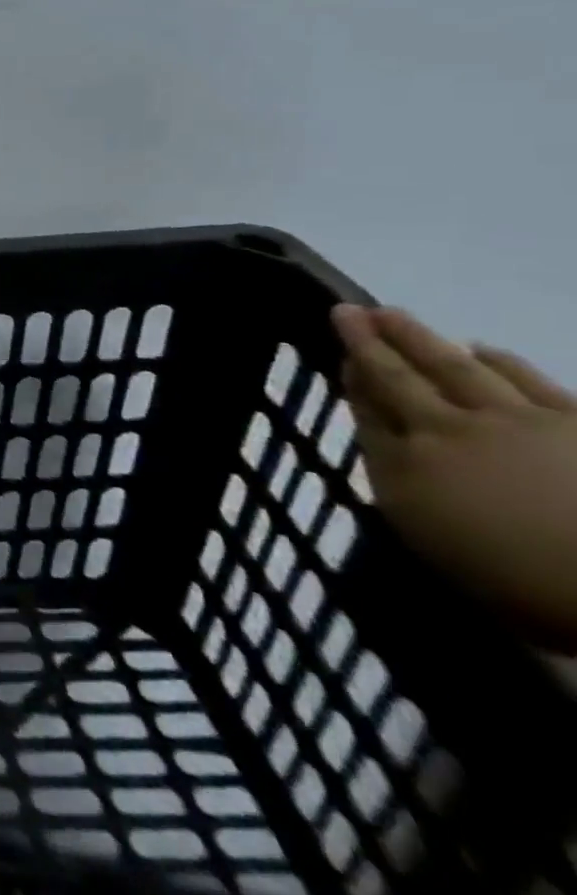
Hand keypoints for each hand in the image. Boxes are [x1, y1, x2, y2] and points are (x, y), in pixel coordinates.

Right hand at [334, 304, 576, 650]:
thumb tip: (393, 448)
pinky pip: (528, 380)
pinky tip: (483, 348)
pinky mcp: (574, 421)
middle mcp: (444, 432)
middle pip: (396, 378)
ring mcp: (513, 421)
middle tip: (346, 310)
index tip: (340, 355)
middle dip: (367, 342)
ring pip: (453, 366)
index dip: (352, 381)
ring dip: (417, 337)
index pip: (367, 413)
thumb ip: (408, 489)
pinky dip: (499, 360)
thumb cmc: (522, 583)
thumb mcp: (437, 544)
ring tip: (393, 314)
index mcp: (405, 468)